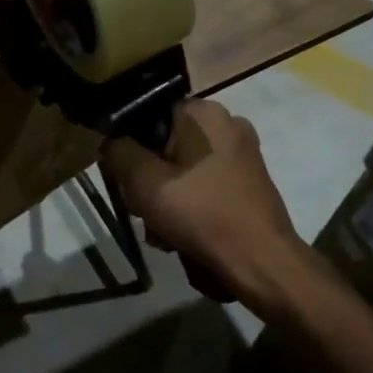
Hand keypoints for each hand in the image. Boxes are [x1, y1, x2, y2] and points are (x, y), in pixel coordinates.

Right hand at [101, 100, 308, 313]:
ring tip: (162, 231)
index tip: (125, 180)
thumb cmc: (200, 213)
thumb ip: (119, 152)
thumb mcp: (143, 181)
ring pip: (185, 169)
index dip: (129, 147)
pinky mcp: (250, 182)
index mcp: (203, 112)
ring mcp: (243, 154)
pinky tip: (183, 235)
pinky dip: (191, 206)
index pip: (148, 115)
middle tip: (143, 210)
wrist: (260, 260)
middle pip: (166, 145)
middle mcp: (227, 123)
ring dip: (166, 198)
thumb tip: (112, 142)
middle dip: (149, 180)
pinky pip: (206, 185)